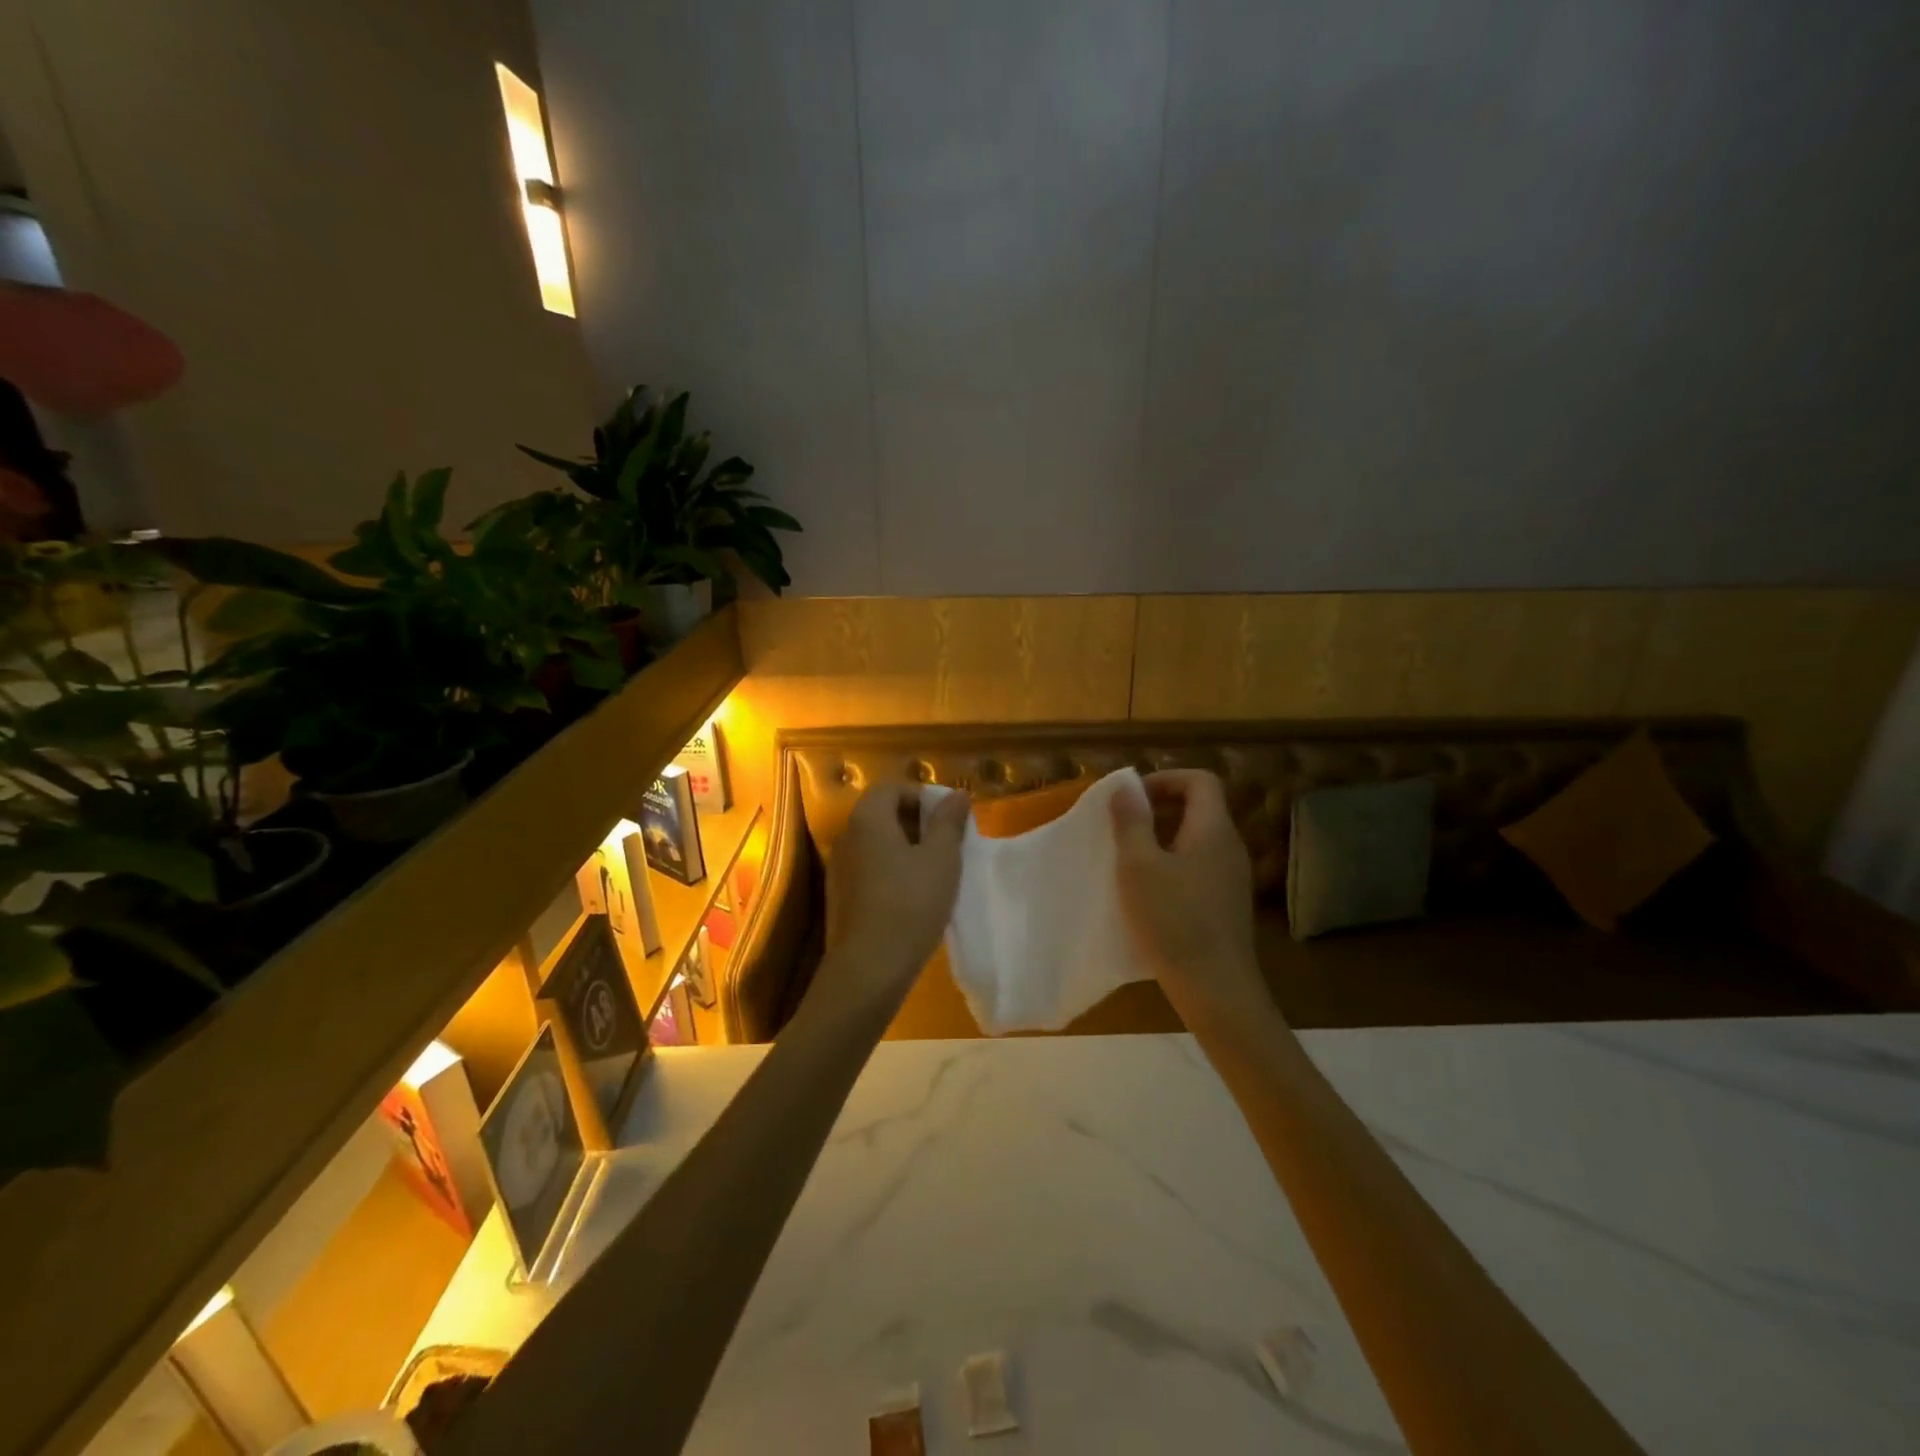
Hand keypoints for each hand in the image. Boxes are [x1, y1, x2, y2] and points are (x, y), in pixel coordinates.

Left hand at [824, 782, 970, 1001]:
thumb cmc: (911, 903)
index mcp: (868, 818)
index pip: (892, 788)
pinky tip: (913, 896)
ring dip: (905, 848)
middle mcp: (847, 836)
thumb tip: (957, 794)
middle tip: (947, 843)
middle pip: (882, 814)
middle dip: (917, 822)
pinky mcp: (840, 896)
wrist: (869, 967)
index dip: (922, 796)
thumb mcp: (941, 858)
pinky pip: (869, 869)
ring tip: (935, 871)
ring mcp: (840, 868)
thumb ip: (949, 822)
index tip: (949, 818)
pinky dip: (891, 871)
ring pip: (876, 844)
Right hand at [1111, 770, 1271, 1027]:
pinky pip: (1199, 867)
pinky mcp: (1226, 904)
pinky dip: (1173, 865)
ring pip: (1197, 840)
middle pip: (1199, 808)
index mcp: (1213, 829)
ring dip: (1162, 839)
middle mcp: (1230, 847)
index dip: (1165, 779)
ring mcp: (1232, 878)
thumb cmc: (1173, 920)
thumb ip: (1132, 823)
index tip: (1131, 799)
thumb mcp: (1139, 867)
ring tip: (1129, 859)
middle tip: (1122, 827)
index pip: (1200, 780)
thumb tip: (1125, 788)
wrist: (1216, 988)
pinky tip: (1149, 892)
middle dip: (1158, 809)